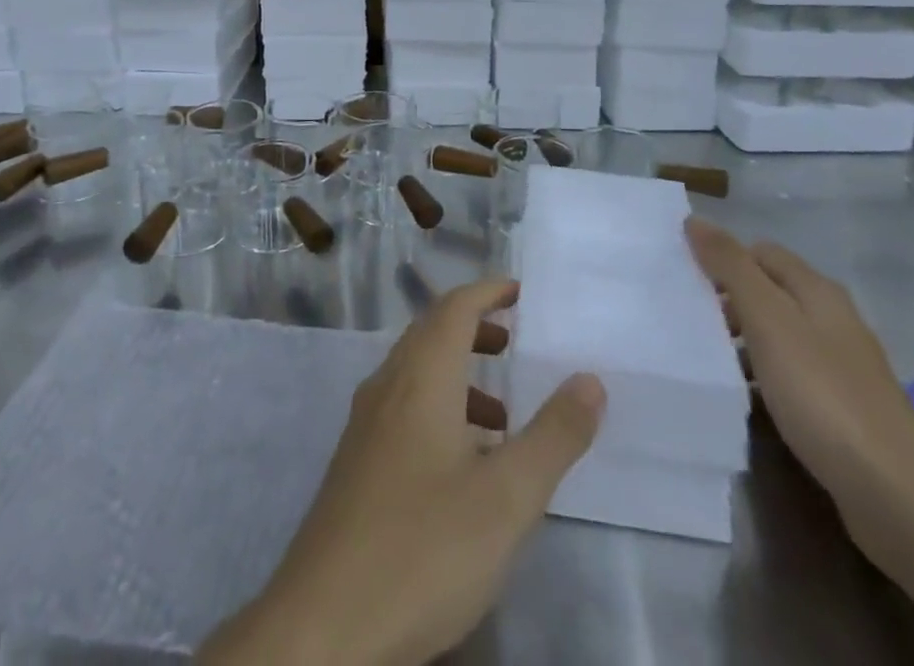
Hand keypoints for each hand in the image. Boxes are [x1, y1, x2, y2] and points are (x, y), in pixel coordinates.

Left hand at [199, 279, 604, 665]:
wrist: (325, 624)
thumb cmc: (424, 547)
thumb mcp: (507, 498)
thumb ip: (553, 435)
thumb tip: (589, 379)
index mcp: (420, 378)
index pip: (453, 308)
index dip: (487, 291)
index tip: (520, 290)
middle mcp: (387, 386)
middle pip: (431, 333)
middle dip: (474, 329)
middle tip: (515, 341)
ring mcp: (365, 425)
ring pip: (416, 374)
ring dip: (459, 375)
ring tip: (503, 415)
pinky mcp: (356, 463)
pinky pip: (403, 409)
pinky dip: (439, 410)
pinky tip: (462, 466)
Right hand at [686, 217, 913, 547]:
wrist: (895, 495)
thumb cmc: (822, 394)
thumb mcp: (767, 320)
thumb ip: (731, 267)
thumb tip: (695, 220)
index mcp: (818, 290)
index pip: (760, 251)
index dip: (723, 259)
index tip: (686, 282)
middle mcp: (834, 319)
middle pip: (770, 292)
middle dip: (729, 300)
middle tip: (690, 321)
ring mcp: (843, 366)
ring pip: (779, 335)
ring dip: (743, 341)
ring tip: (707, 359)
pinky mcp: (844, 408)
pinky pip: (791, 375)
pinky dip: (763, 377)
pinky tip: (744, 397)